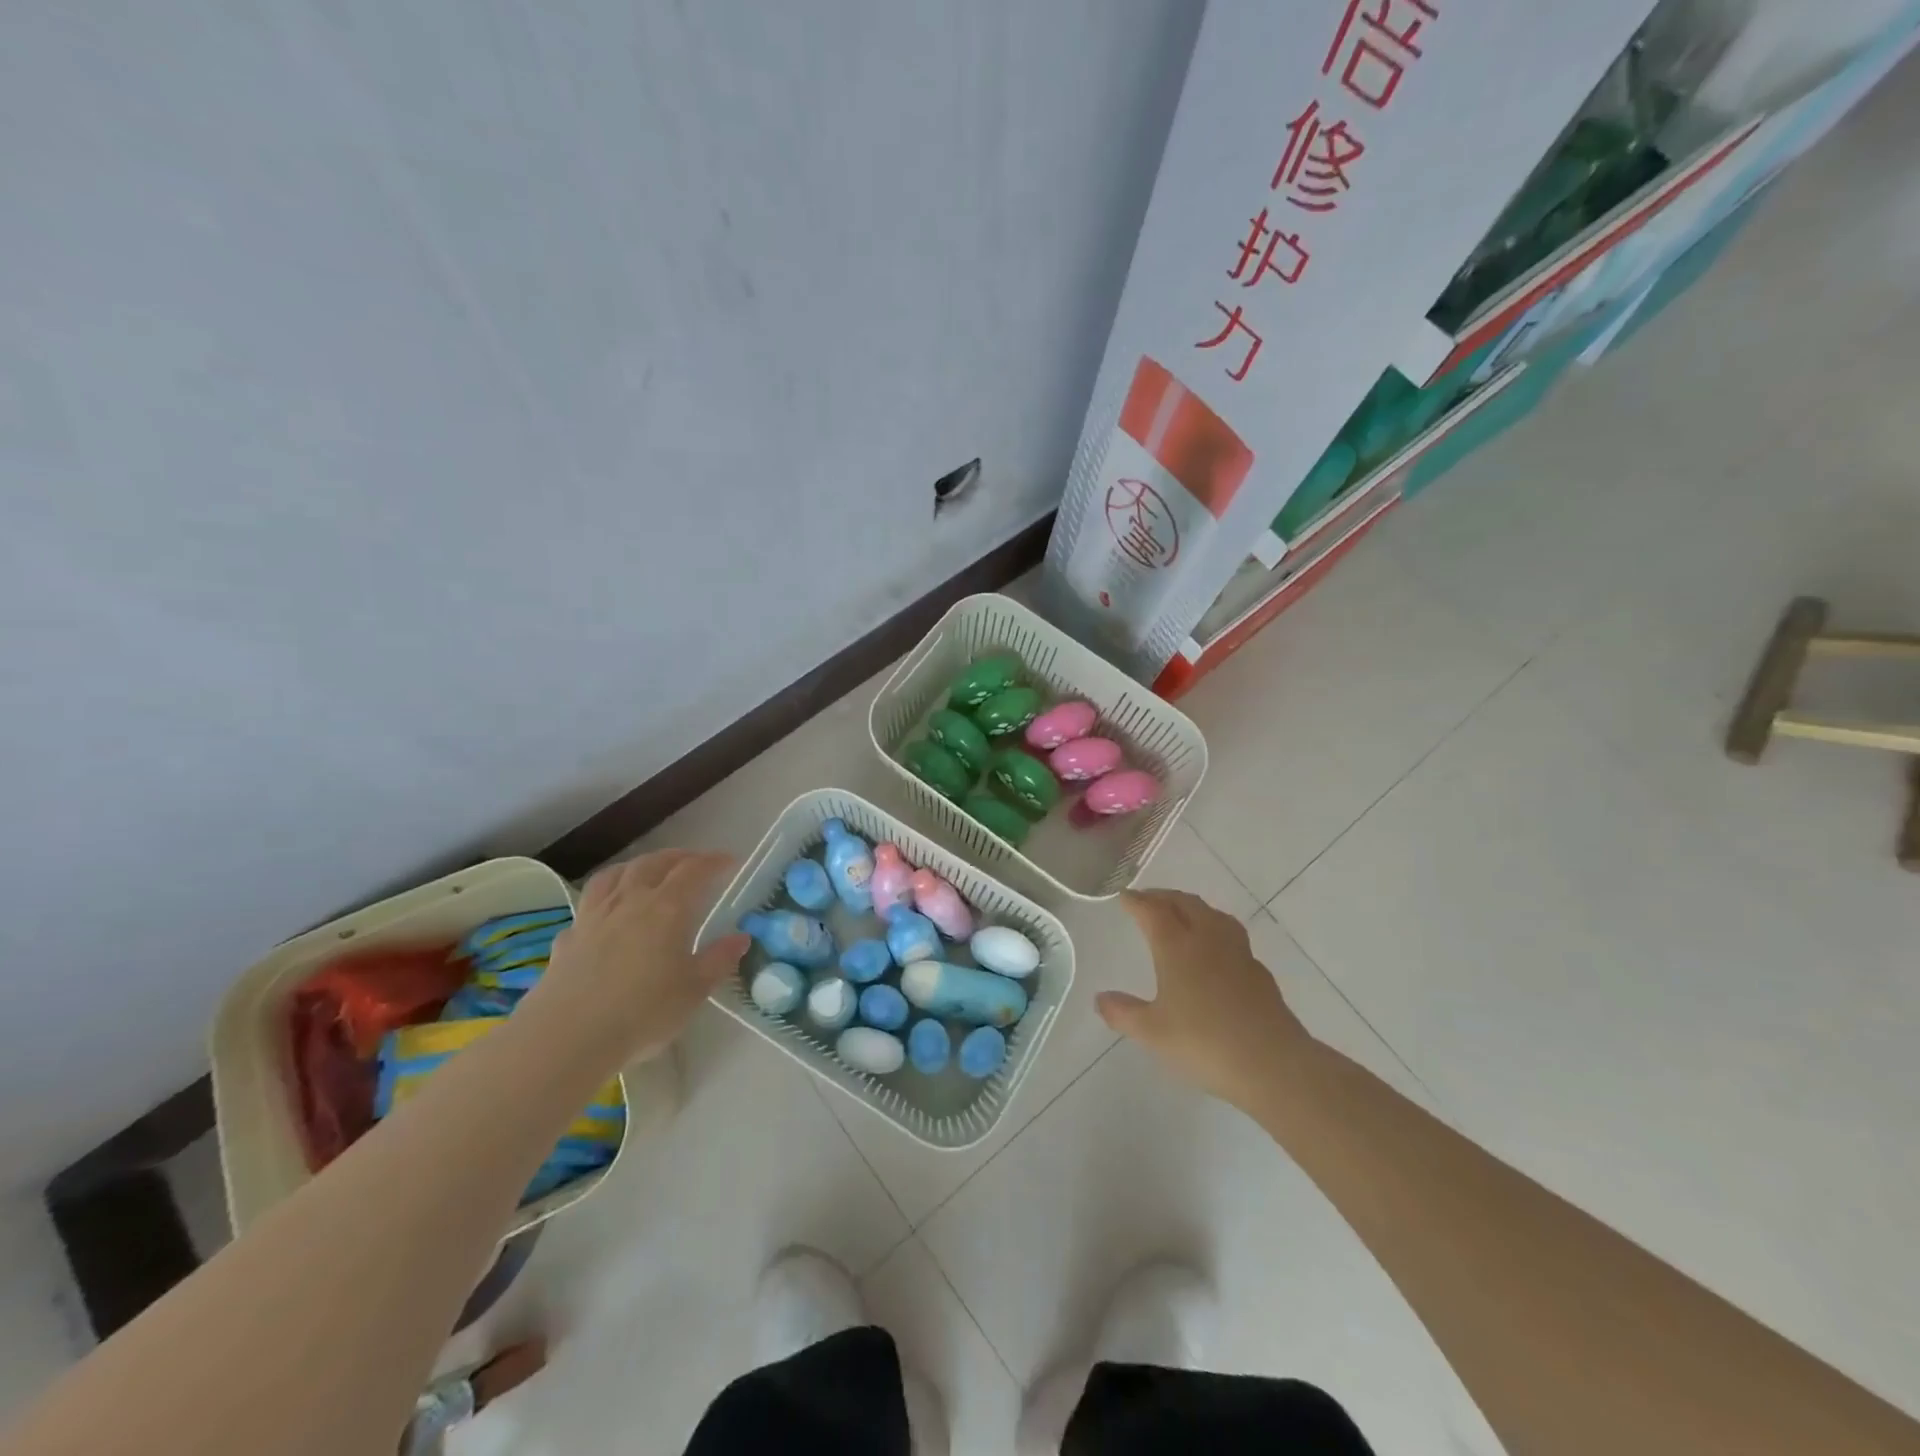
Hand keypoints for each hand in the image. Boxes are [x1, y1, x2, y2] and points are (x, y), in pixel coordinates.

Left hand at [529, 849, 749, 1062]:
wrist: (566, 1038)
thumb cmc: (642, 1013)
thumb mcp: (694, 991)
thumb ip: (718, 960)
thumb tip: (740, 938)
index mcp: (667, 909)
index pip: (694, 870)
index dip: (713, 861)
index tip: (729, 861)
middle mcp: (630, 902)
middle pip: (653, 863)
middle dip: (677, 857)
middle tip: (692, 862)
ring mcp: (594, 917)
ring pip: (615, 875)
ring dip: (636, 866)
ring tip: (647, 871)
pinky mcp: (568, 938)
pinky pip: (588, 905)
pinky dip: (604, 899)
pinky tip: (606, 914)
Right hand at [1096, 890, 1310, 1111]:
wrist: (1272, 1064)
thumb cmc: (1204, 1043)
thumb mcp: (1152, 1033)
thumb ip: (1123, 1013)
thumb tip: (1100, 998)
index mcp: (1177, 947)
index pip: (1153, 912)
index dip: (1136, 902)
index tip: (1124, 896)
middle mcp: (1207, 940)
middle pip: (1185, 903)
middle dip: (1163, 897)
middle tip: (1147, 899)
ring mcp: (1237, 953)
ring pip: (1212, 914)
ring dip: (1192, 907)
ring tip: (1181, 913)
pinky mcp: (1258, 971)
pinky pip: (1231, 935)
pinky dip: (1215, 930)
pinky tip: (1214, 949)